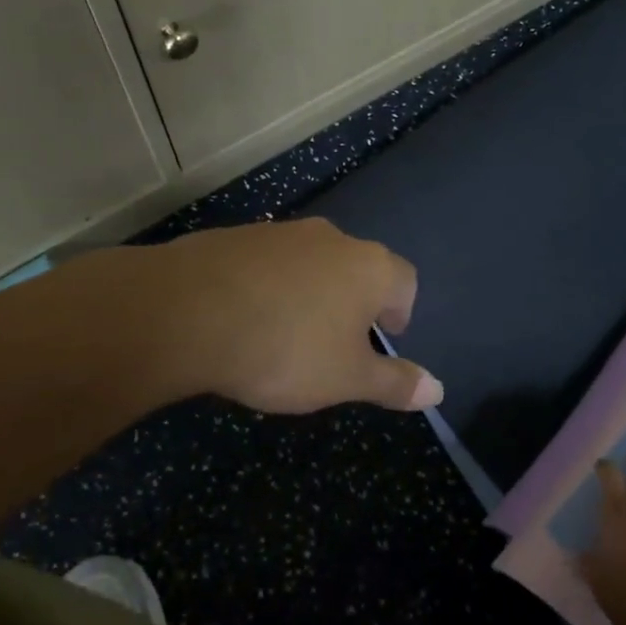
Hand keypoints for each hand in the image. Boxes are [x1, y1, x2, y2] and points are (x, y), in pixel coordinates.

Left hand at [105, 217, 442, 414]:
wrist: (187, 311)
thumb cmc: (285, 348)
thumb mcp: (345, 379)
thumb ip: (394, 383)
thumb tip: (438, 391)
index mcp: (370, 267)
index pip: (406, 282)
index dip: (400, 312)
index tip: (383, 339)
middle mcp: (334, 238)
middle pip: (360, 268)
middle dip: (355, 302)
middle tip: (337, 342)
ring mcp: (283, 233)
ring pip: (313, 262)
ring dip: (312, 292)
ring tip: (288, 332)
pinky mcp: (239, 235)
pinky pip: (270, 263)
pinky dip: (271, 285)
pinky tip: (247, 316)